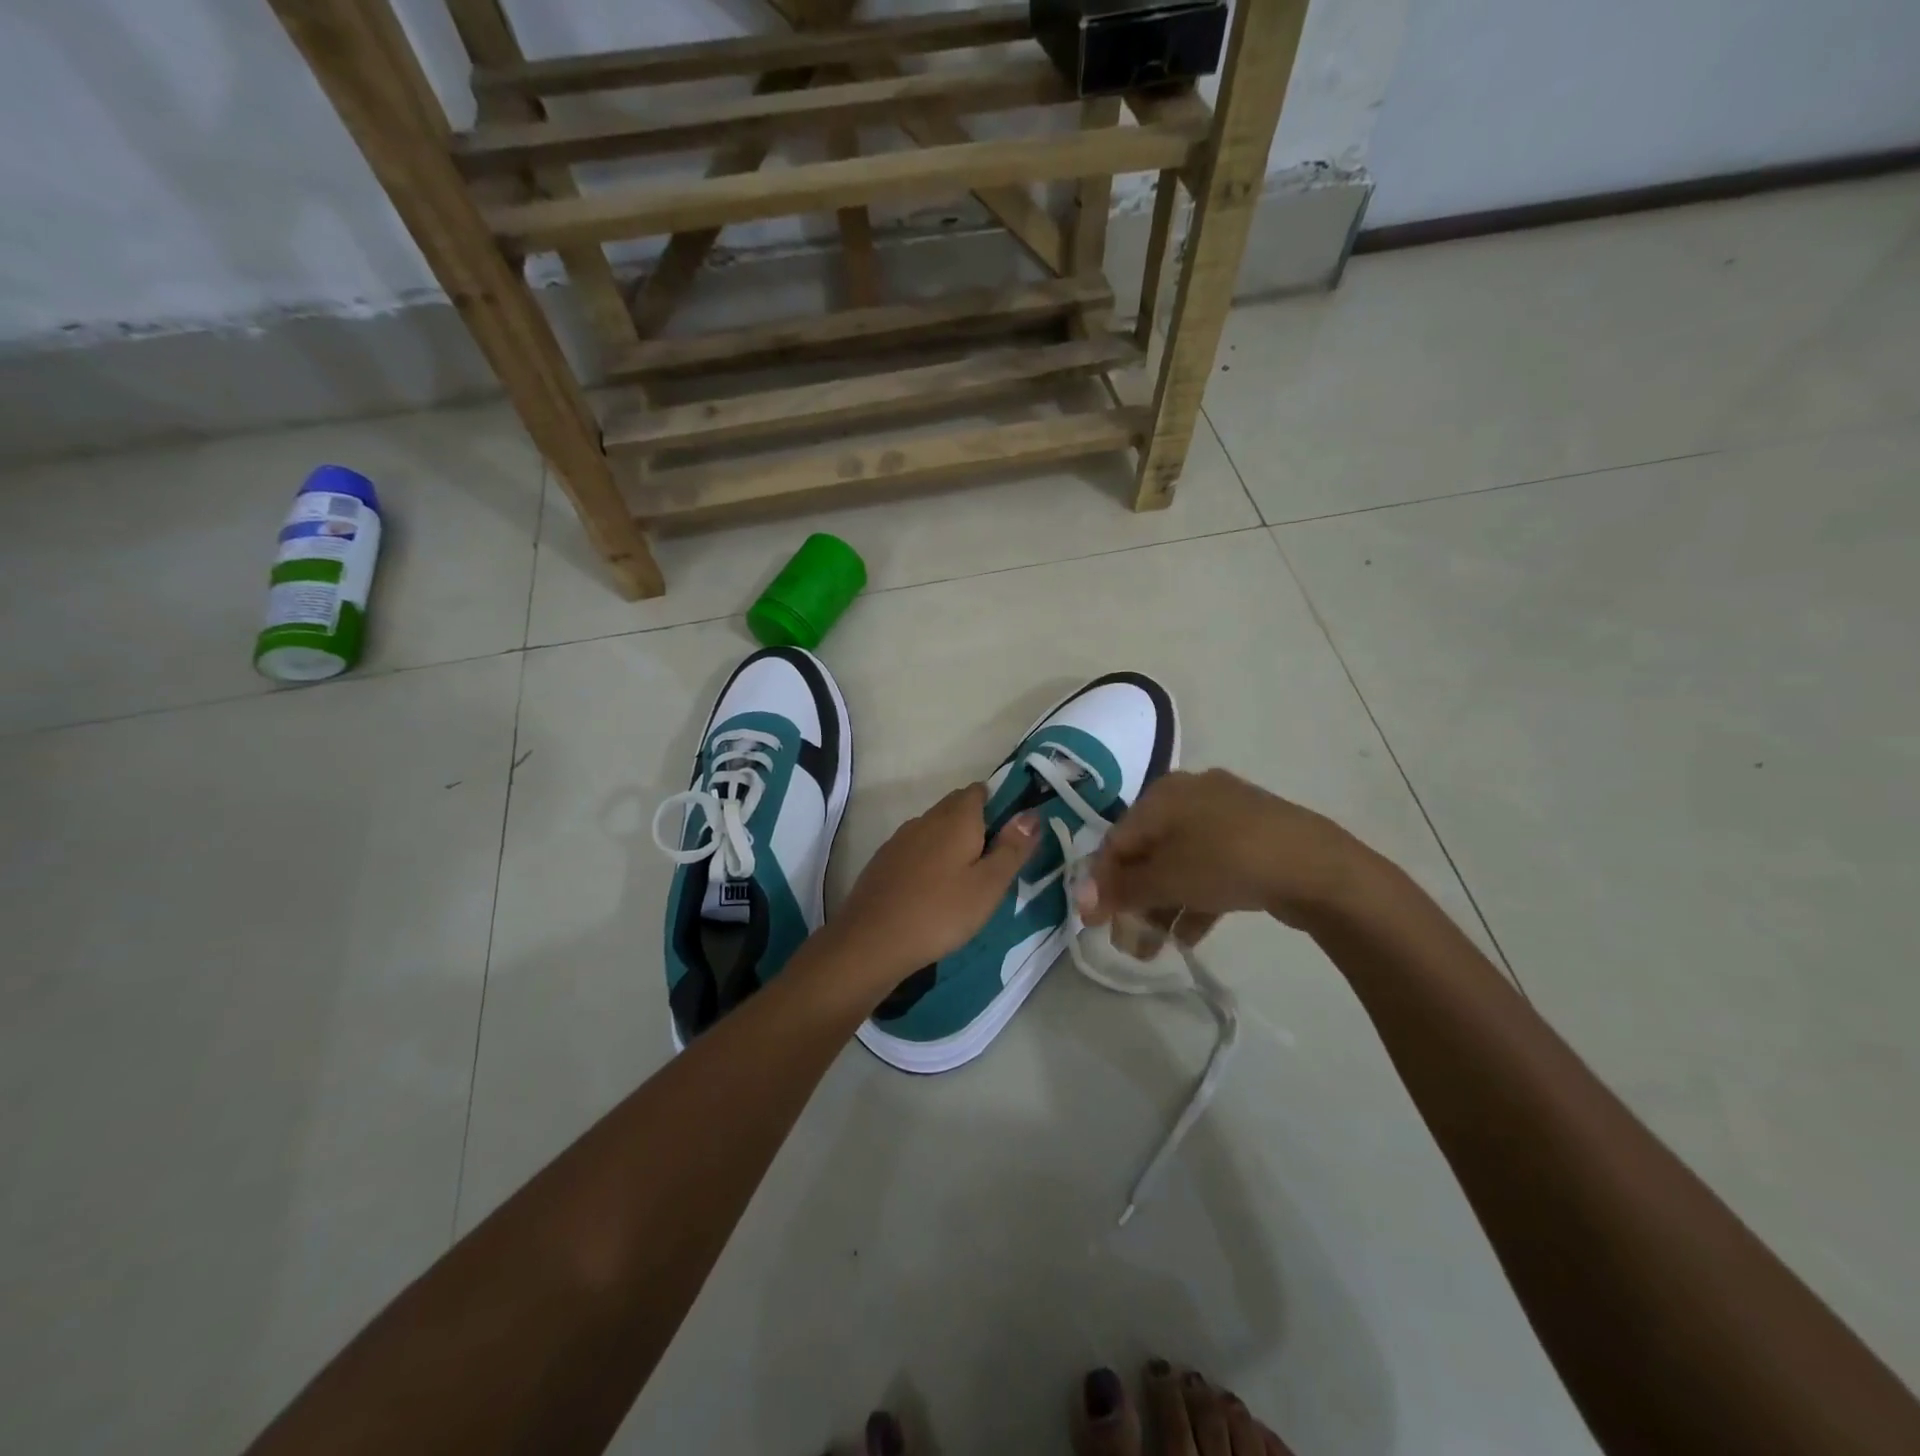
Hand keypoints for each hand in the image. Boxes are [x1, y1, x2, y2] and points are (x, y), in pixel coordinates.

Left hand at [829, 784, 1038, 991]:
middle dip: (977, 825)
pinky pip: (915, 849)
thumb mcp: (989, 885)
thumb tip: (1032, 813)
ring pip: (934, 829)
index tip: (1011, 836)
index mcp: (956, 818)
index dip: (998, 805)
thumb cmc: (941, 911)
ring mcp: (900, 839)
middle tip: (993, 864)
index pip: (979, 791)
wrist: (872, 940)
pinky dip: (929, 860)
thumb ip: (1013, 847)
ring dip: (952, 843)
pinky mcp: (884, 860)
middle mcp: (926, 819)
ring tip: (965, 880)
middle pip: (956, 807)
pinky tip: (932, 891)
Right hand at [1077, 768, 1365, 933]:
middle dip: (1134, 901)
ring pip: (1179, 863)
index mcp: (1162, 795)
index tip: (1094, 923)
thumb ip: (1121, 889)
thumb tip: (1081, 899)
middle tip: (1130, 942)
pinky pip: (1210, 868)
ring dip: (1162, 906)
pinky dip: (1195, 899)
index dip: (1101, 883)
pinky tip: (1191, 936)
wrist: (1316, 867)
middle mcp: (1190, 796)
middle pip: (1148, 853)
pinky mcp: (1253, 839)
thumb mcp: (1166, 878)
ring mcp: (1226, 816)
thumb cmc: (1226, 861)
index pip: (1116, 840)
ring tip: (1158, 947)